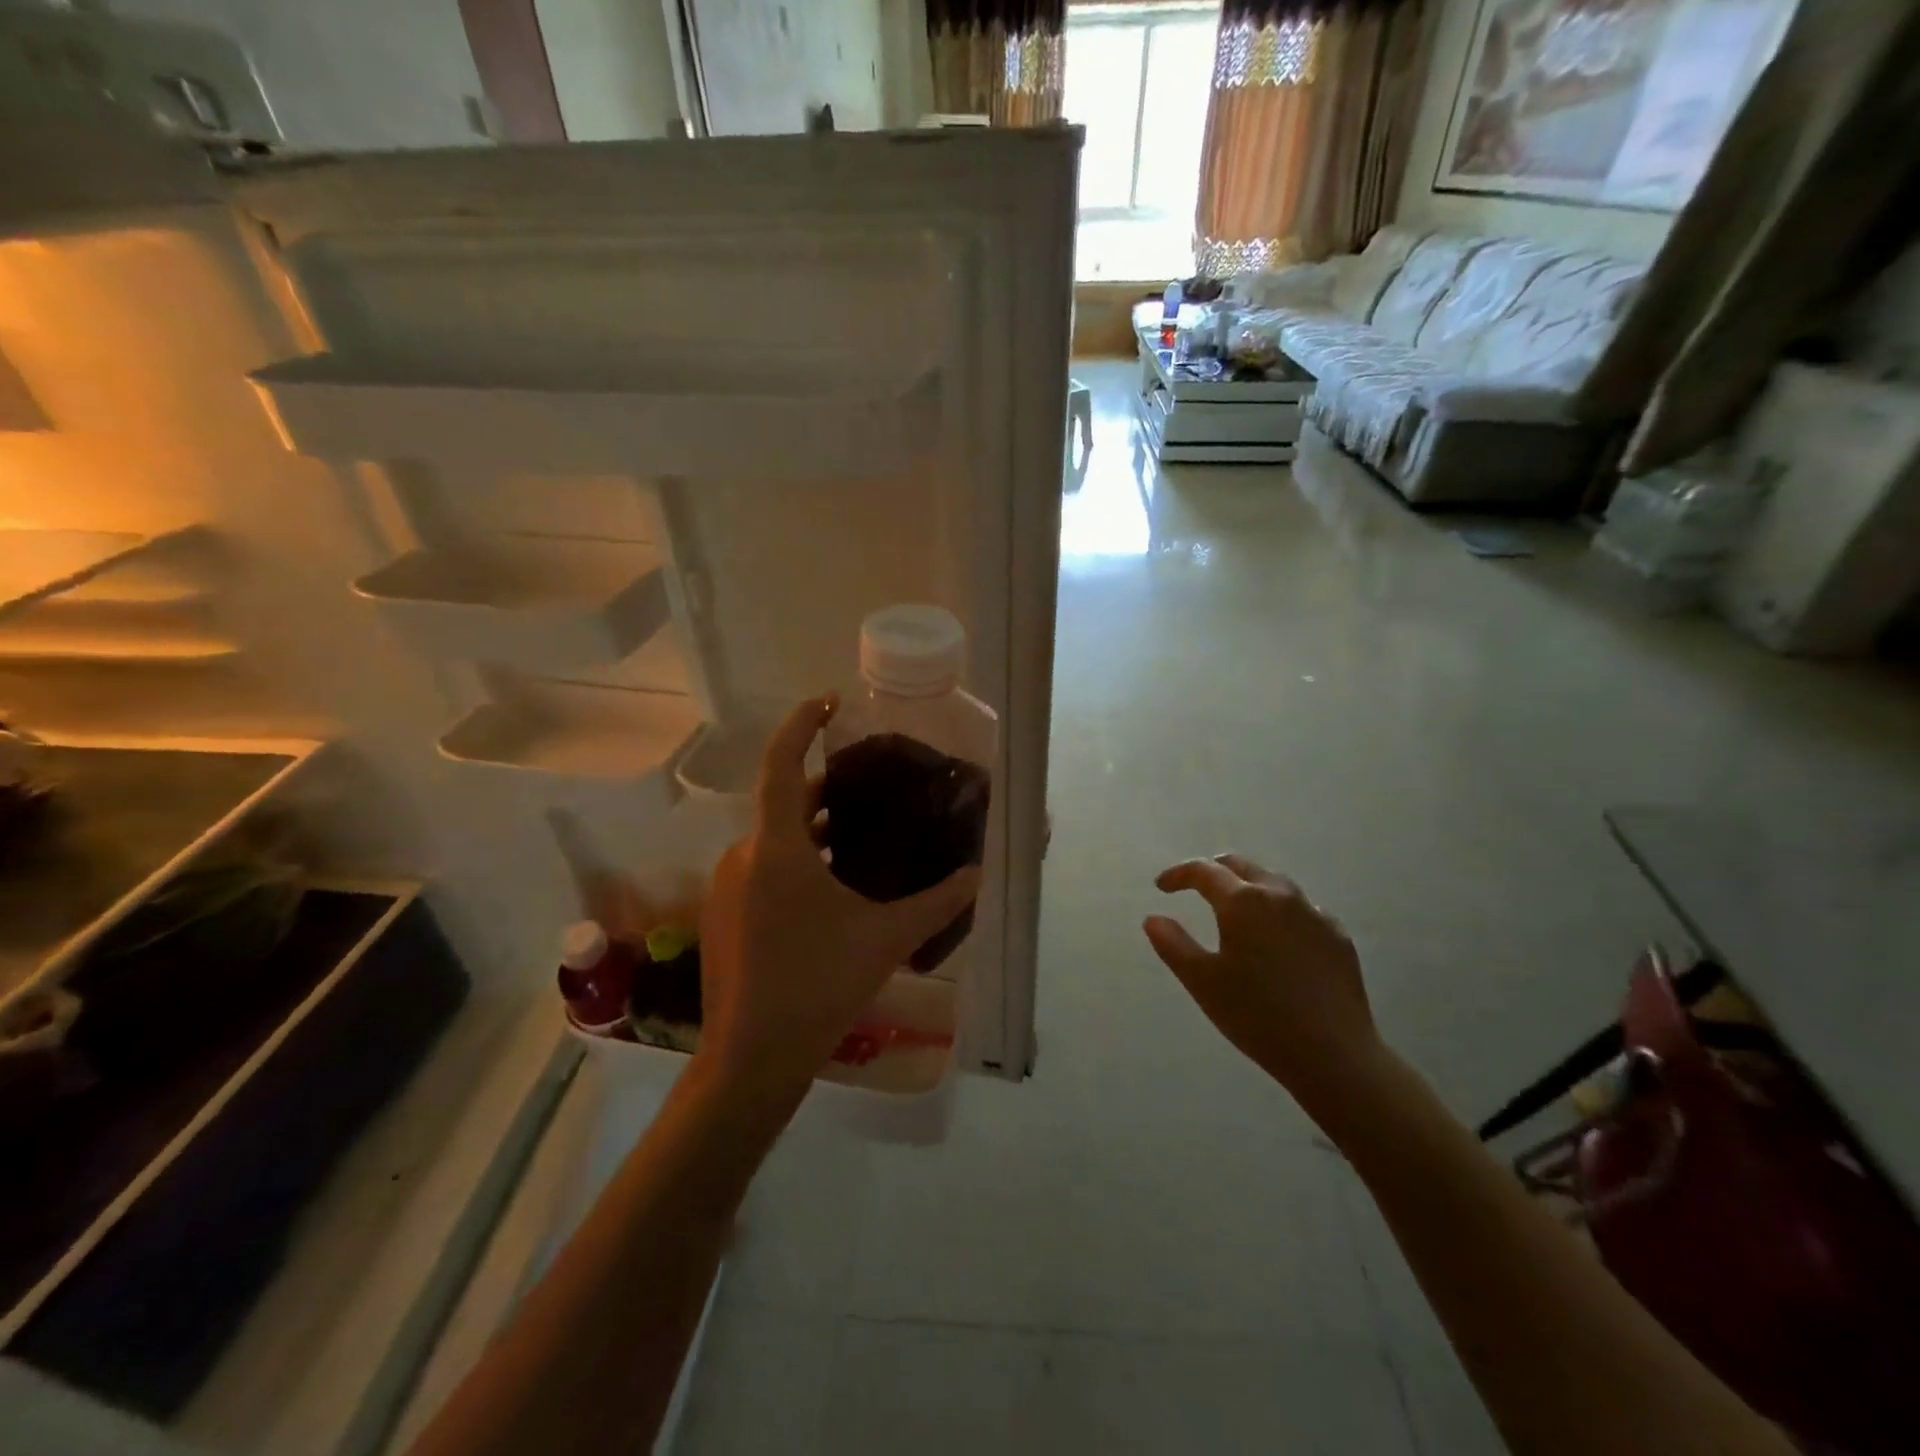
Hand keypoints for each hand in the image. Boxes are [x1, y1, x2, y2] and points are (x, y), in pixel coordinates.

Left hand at [697, 694, 980, 1101]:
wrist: (751, 1058)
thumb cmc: (819, 985)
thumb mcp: (887, 938)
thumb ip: (938, 903)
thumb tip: (978, 874)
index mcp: (776, 847)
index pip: (781, 762)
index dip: (801, 724)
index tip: (828, 702)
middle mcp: (743, 856)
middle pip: (781, 802)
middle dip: (822, 788)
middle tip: (866, 785)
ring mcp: (726, 887)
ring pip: (772, 840)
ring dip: (810, 830)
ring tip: (856, 835)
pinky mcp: (723, 916)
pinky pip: (761, 868)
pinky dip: (793, 860)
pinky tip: (828, 889)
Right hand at [1144, 854, 1383, 1114]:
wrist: (1333, 1053)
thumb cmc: (1256, 1015)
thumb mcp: (1202, 982)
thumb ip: (1173, 944)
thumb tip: (1153, 919)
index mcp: (1243, 901)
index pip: (1204, 871)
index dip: (1178, 874)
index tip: (1161, 886)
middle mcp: (1280, 896)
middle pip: (1242, 866)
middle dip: (1214, 870)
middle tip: (1195, 887)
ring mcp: (1315, 914)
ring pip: (1275, 884)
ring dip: (1249, 886)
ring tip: (1236, 907)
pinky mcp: (1338, 936)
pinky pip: (1303, 909)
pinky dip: (1281, 911)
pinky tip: (1278, 935)